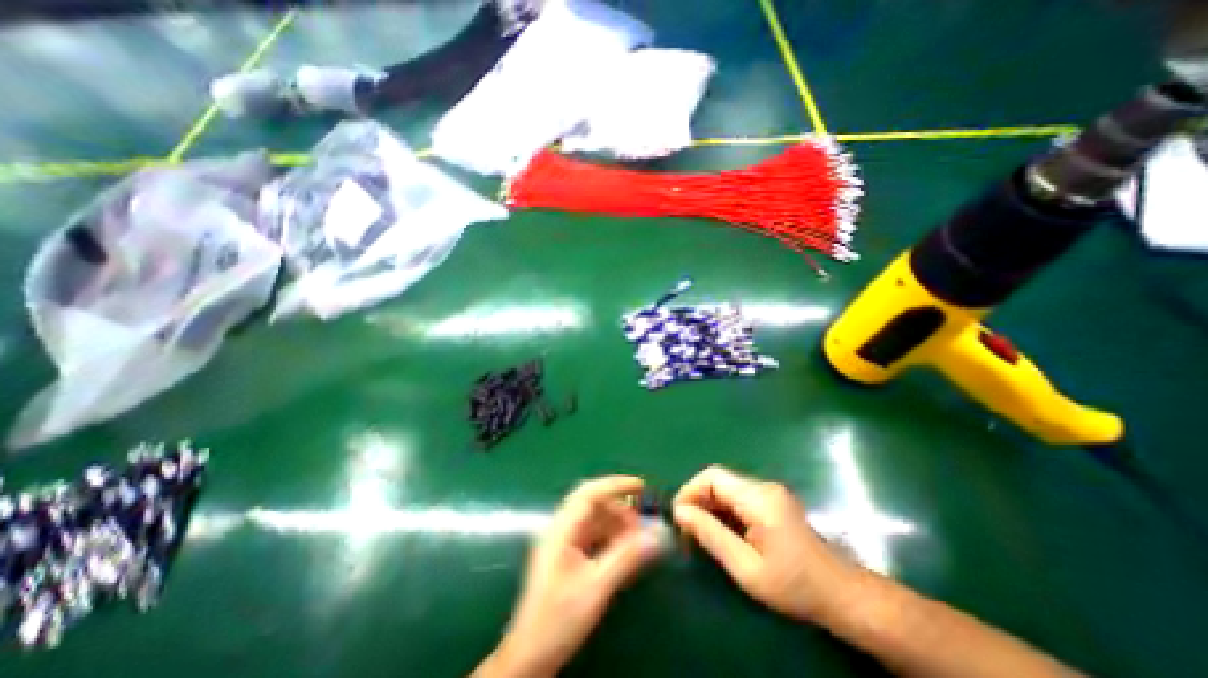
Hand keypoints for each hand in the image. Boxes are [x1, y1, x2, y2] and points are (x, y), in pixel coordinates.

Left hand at [484, 477, 664, 676]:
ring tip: (639, 538)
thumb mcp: (596, 587)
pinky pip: (592, 535)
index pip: (589, 493)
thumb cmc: (558, 619)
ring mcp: (563, 543)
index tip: (641, 486)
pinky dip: (610, 537)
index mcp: (561, 529)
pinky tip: (625, 550)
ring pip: (594, 520)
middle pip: (592, 504)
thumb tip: (656, 535)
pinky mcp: (567, 556)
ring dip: (616, 523)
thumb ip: (626, 557)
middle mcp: (561, 529)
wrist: (529, 657)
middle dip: (619, 507)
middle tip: (642, 521)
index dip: (616, 484)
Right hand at [671, 467, 859, 623]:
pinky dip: (723, 510)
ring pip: (727, 488)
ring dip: (709, 506)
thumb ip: (711, 535)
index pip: (713, 477)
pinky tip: (720, 531)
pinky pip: (738, 497)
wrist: (843, 596)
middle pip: (718, 480)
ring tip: (698, 532)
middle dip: (697, 500)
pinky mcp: (773, 501)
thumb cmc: (794, 586)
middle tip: (685, 528)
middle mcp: (763, 487)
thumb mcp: (746, 567)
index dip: (689, 490)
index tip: (677, 516)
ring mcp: (770, 492)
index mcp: (758, 498)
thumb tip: (680, 512)